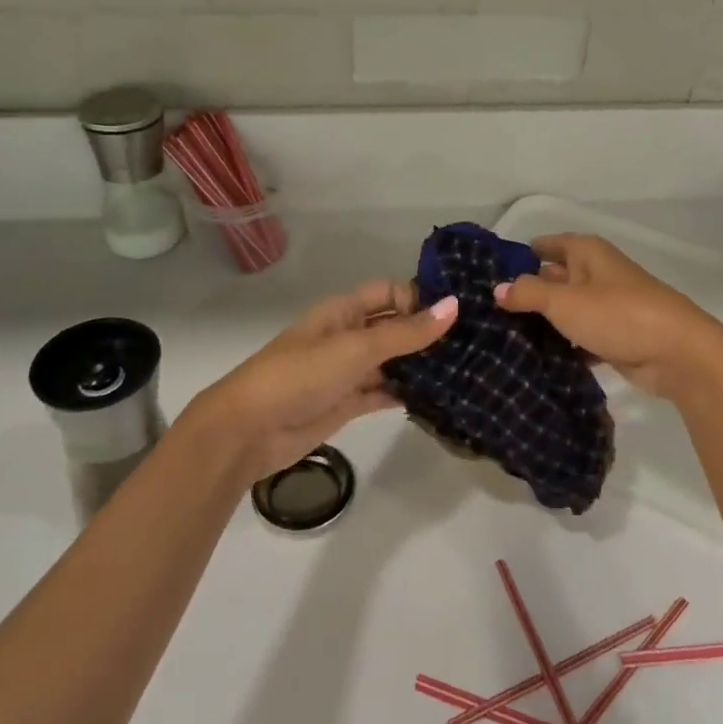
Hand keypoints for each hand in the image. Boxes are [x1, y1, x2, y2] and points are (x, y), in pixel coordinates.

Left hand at [183, 279, 457, 480]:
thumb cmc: (300, 375)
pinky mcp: (348, 404)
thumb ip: (406, 332)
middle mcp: (348, 335)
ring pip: (392, 362)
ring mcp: (348, 371)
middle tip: (474, 342)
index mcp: (344, 311)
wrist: (248, 430)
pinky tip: (439, 398)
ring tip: (466, 369)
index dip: (420, 298)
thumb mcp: (356, 348)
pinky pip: (384, 392)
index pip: (390, 293)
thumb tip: (454, 305)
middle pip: (394, 327)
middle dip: (427, 332)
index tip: (459, 313)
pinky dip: (407, 394)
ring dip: (421, 365)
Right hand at [494, 233, 722, 401]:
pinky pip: (579, 337)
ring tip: (501, 338)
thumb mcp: (564, 301)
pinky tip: (535, 360)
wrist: (678, 353)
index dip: (518, 256)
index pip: (545, 245)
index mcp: (586, 253)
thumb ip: (528, 293)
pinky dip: (563, 346)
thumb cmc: (617, 314)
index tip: (486, 273)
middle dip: (525, 292)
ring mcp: (607, 306)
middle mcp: (596, 273)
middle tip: (486, 311)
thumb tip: (497, 288)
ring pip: (566, 310)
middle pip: (553, 278)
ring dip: (543, 323)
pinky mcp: (614, 337)